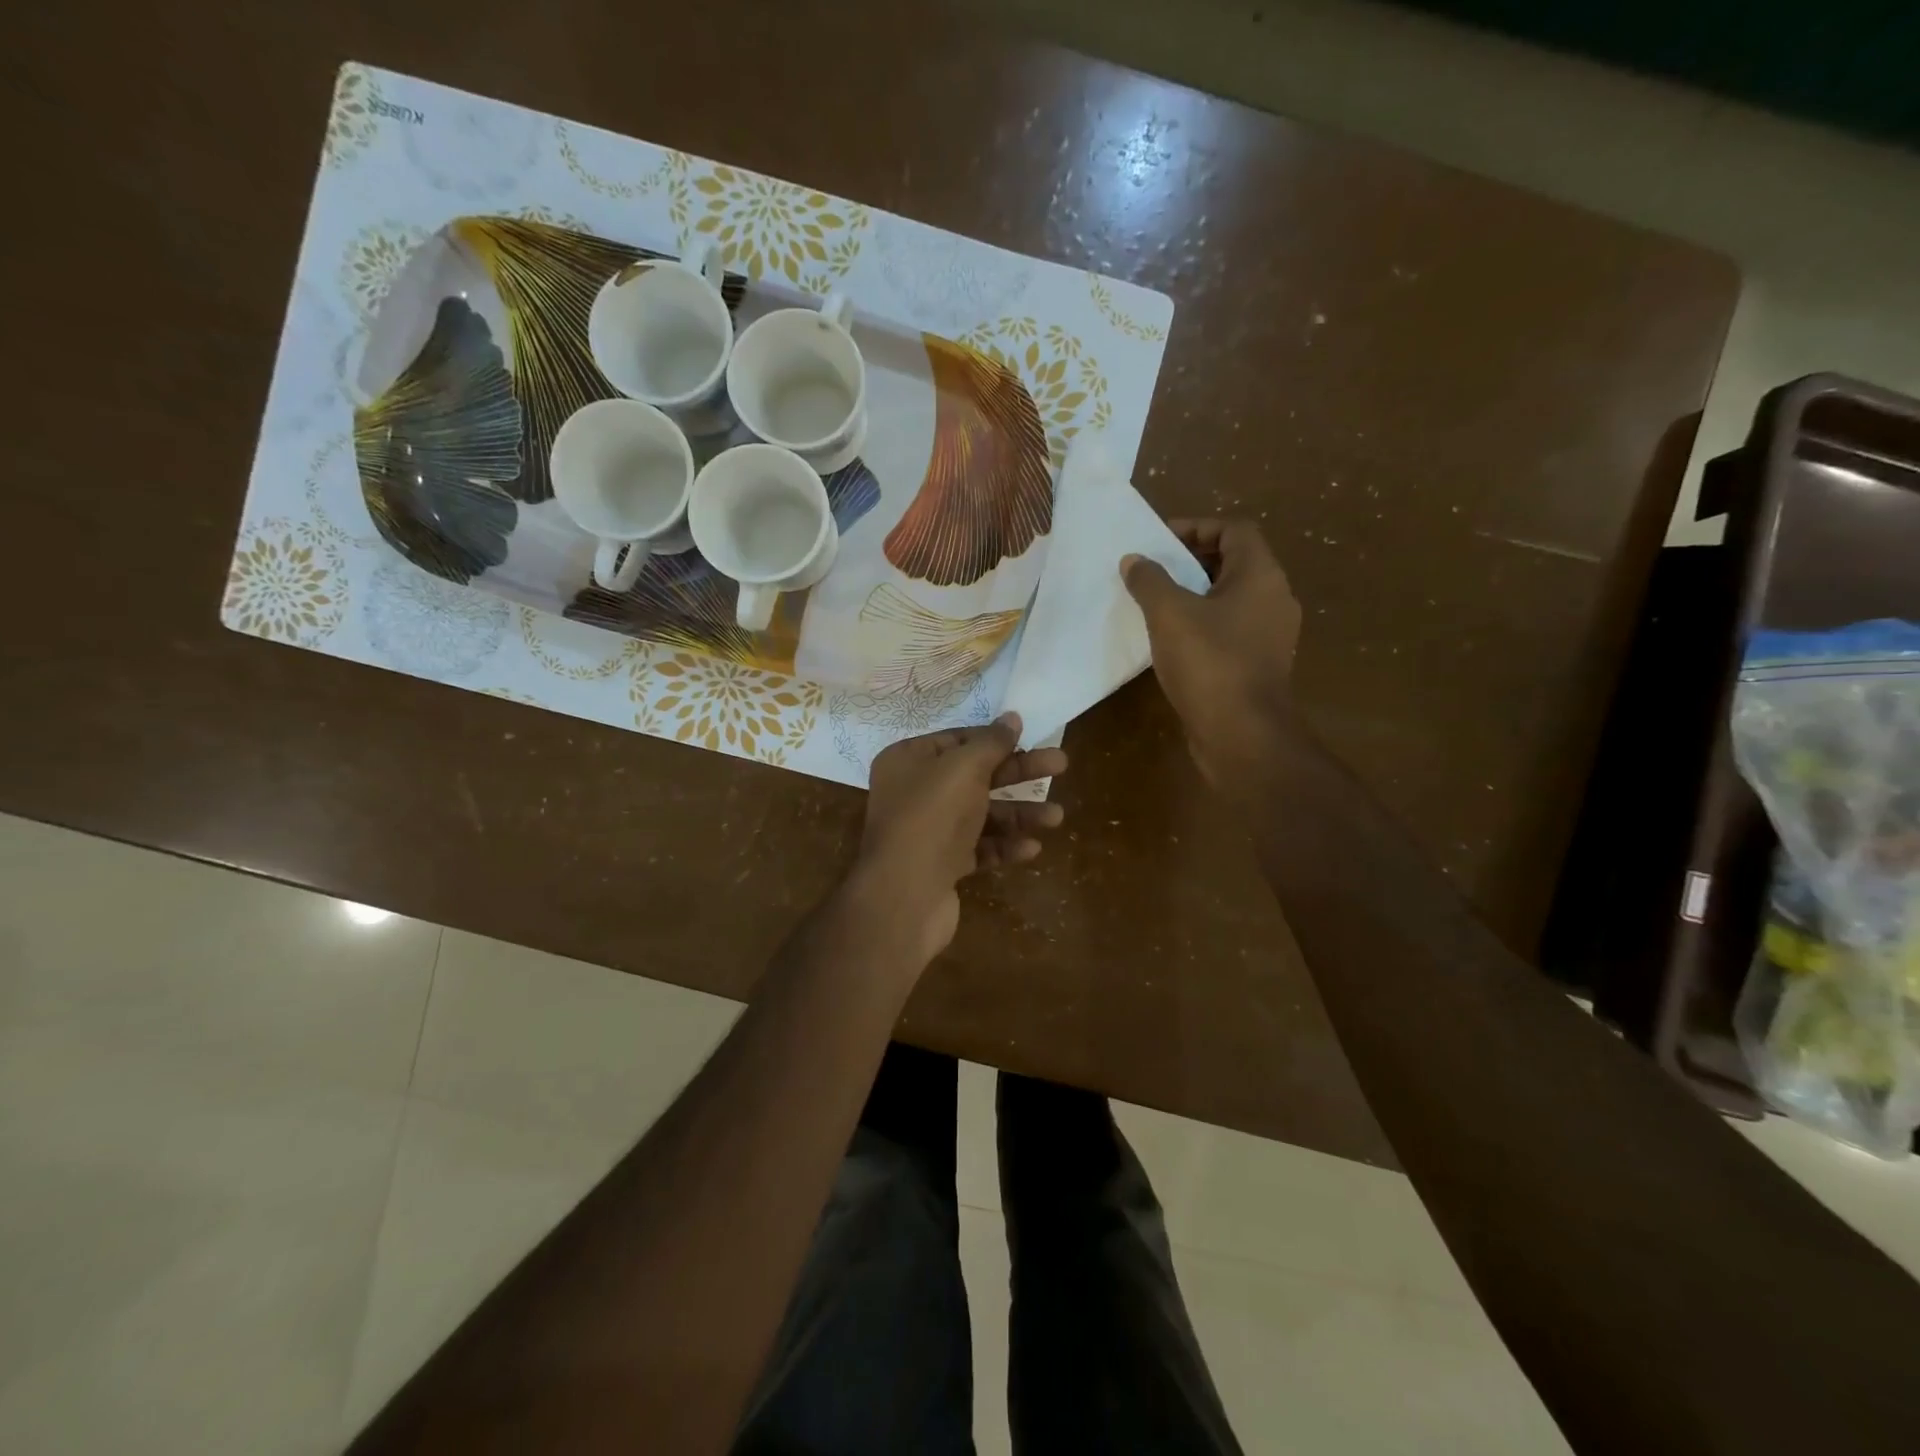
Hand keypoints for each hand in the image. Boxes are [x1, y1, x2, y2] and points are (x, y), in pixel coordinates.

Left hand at [848, 713, 1067, 966]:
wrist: (905, 895)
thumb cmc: (932, 817)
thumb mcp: (964, 768)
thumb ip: (991, 742)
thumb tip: (1012, 717)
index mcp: (908, 761)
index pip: (957, 740)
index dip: (994, 739)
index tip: (1030, 737)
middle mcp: (914, 793)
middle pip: (976, 775)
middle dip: (1018, 773)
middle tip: (1061, 765)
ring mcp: (928, 832)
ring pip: (981, 814)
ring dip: (1019, 814)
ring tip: (1057, 818)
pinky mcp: (942, 865)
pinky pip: (978, 848)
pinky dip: (1004, 846)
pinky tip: (1032, 849)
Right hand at [1121, 519, 1301, 785]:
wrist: (1242, 735)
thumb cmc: (1209, 663)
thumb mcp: (1169, 614)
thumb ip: (1150, 580)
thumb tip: (1135, 560)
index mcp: (1261, 576)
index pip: (1234, 530)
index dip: (1196, 527)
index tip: (1159, 541)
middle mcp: (1273, 599)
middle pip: (1234, 562)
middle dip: (1191, 560)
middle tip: (1152, 570)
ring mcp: (1269, 635)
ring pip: (1230, 599)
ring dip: (1194, 594)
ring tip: (1155, 603)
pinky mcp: (1257, 665)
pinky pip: (1228, 630)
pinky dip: (1201, 625)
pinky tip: (1170, 640)